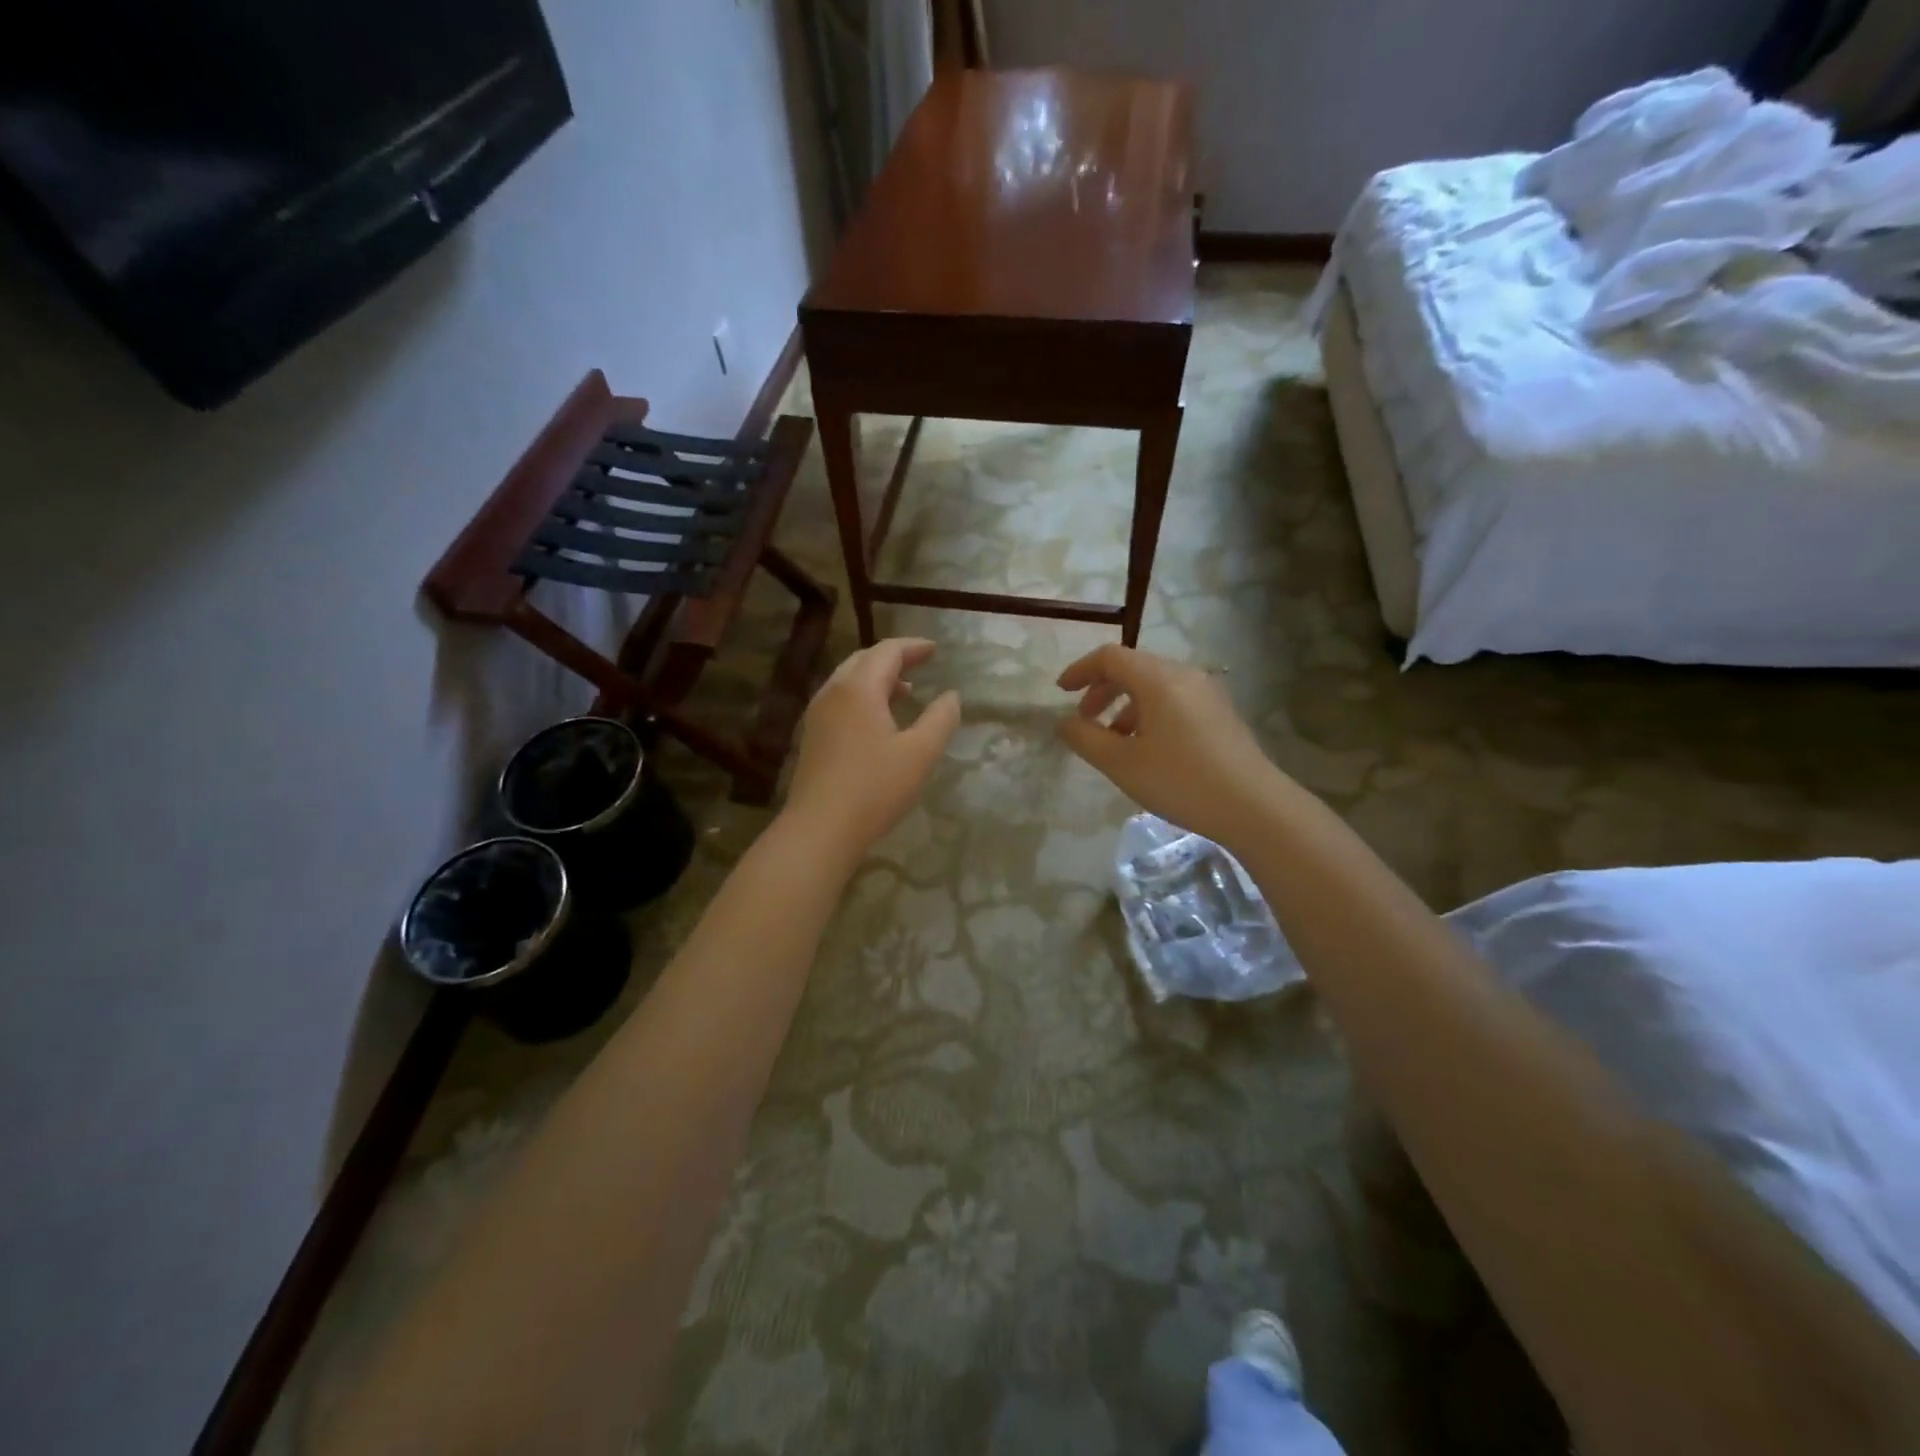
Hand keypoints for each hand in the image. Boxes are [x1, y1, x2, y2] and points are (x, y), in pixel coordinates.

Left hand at [783, 638, 960, 862]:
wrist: (820, 829)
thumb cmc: (875, 788)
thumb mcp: (920, 753)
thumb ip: (940, 719)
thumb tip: (951, 696)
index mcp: (859, 688)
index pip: (887, 652)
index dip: (913, 647)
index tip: (935, 649)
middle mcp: (833, 693)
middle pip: (864, 660)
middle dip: (894, 658)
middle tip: (921, 664)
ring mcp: (818, 715)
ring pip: (849, 681)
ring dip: (878, 679)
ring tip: (905, 692)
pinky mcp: (813, 737)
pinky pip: (840, 701)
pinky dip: (863, 697)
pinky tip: (879, 721)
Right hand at [1056, 644, 1283, 848]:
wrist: (1254, 806)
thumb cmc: (1180, 781)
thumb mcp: (1121, 764)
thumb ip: (1086, 738)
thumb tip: (1065, 723)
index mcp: (1158, 679)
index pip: (1111, 657)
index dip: (1081, 670)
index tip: (1061, 692)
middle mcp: (1185, 675)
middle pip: (1134, 668)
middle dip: (1102, 689)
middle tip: (1085, 719)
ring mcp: (1207, 693)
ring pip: (1155, 686)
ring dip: (1126, 705)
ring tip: (1115, 741)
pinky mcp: (1220, 713)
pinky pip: (1175, 700)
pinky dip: (1150, 713)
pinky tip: (1148, 748)